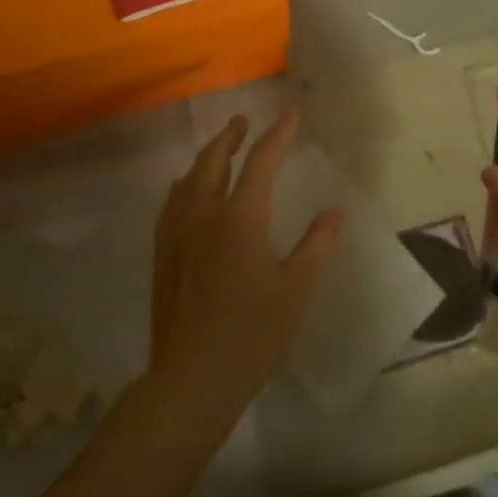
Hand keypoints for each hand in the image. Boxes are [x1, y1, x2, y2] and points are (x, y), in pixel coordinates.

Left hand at [145, 112, 342, 444]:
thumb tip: (335, 211)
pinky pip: (172, 202)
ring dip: (207, 156)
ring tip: (220, 149)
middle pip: (214, 160)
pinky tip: (187, 191)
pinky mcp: (162, 254)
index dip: (277, 135)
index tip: (290, 115)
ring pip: (188, 178)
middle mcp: (203, 214)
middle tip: (243, 122)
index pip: (261, 162)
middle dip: (231, 136)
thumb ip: (316, 245)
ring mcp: (177, 233)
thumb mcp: (295, 291)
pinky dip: (185, 183)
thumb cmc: (251, 335)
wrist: (190, 381)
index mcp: (240, 218)